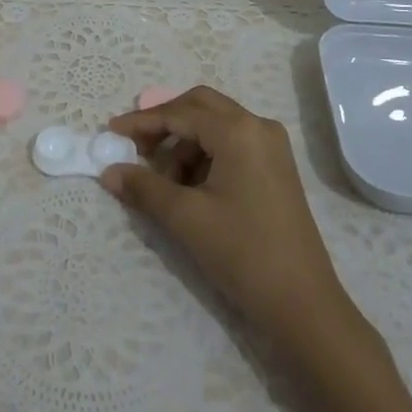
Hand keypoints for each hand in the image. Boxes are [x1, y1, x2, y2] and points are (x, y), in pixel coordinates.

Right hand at [101, 85, 355, 346]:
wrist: (303, 304)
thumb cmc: (242, 253)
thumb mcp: (186, 218)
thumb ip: (144, 187)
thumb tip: (108, 171)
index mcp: (238, 130)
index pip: (180, 113)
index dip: (142, 122)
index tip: (111, 132)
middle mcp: (258, 126)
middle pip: (200, 107)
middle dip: (164, 124)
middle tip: (136, 148)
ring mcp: (271, 146)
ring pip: (215, 126)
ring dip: (184, 145)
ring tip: (166, 185)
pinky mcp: (276, 168)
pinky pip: (231, 144)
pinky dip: (204, 157)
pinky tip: (190, 189)